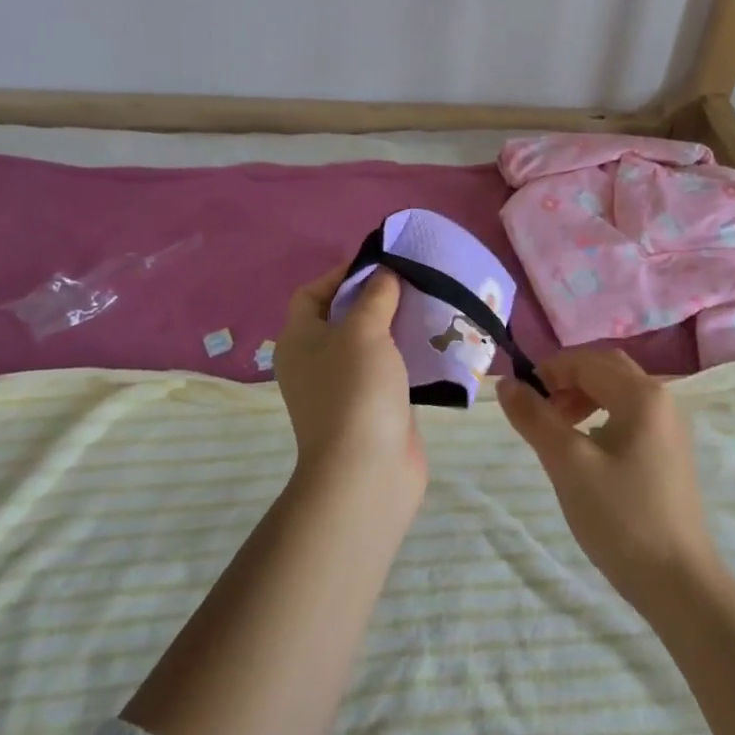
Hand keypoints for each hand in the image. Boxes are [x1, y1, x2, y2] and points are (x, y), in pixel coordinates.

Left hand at [275, 265, 421, 489]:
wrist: (366, 471)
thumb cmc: (355, 390)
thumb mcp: (363, 331)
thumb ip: (375, 296)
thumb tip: (384, 273)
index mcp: (299, 340)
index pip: (311, 293)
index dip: (341, 274)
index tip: (380, 263)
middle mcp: (316, 361)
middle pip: (342, 316)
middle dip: (375, 297)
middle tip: (410, 280)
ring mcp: (344, 387)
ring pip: (370, 343)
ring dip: (396, 325)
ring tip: (429, 304)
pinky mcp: (373, 407)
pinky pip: (389, 369)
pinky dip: (407, 354)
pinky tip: (435, 343)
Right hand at [497, 348, 720, 609]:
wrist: (678, 582)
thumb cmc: (620, 517)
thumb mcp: (567, 464)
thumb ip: (535, 418)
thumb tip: (506, 383)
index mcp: (642, 394)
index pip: (588, 359)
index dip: (550, 369)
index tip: (521, 395)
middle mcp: (662, 400)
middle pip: (607, 369)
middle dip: (568, 380)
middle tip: (539, 408)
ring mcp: (670, 428)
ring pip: (618, 392)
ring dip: (583, 398)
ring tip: (557, 430)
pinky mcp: (669, 453)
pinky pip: (630, 416)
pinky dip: (601, 417)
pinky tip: (586, 450)